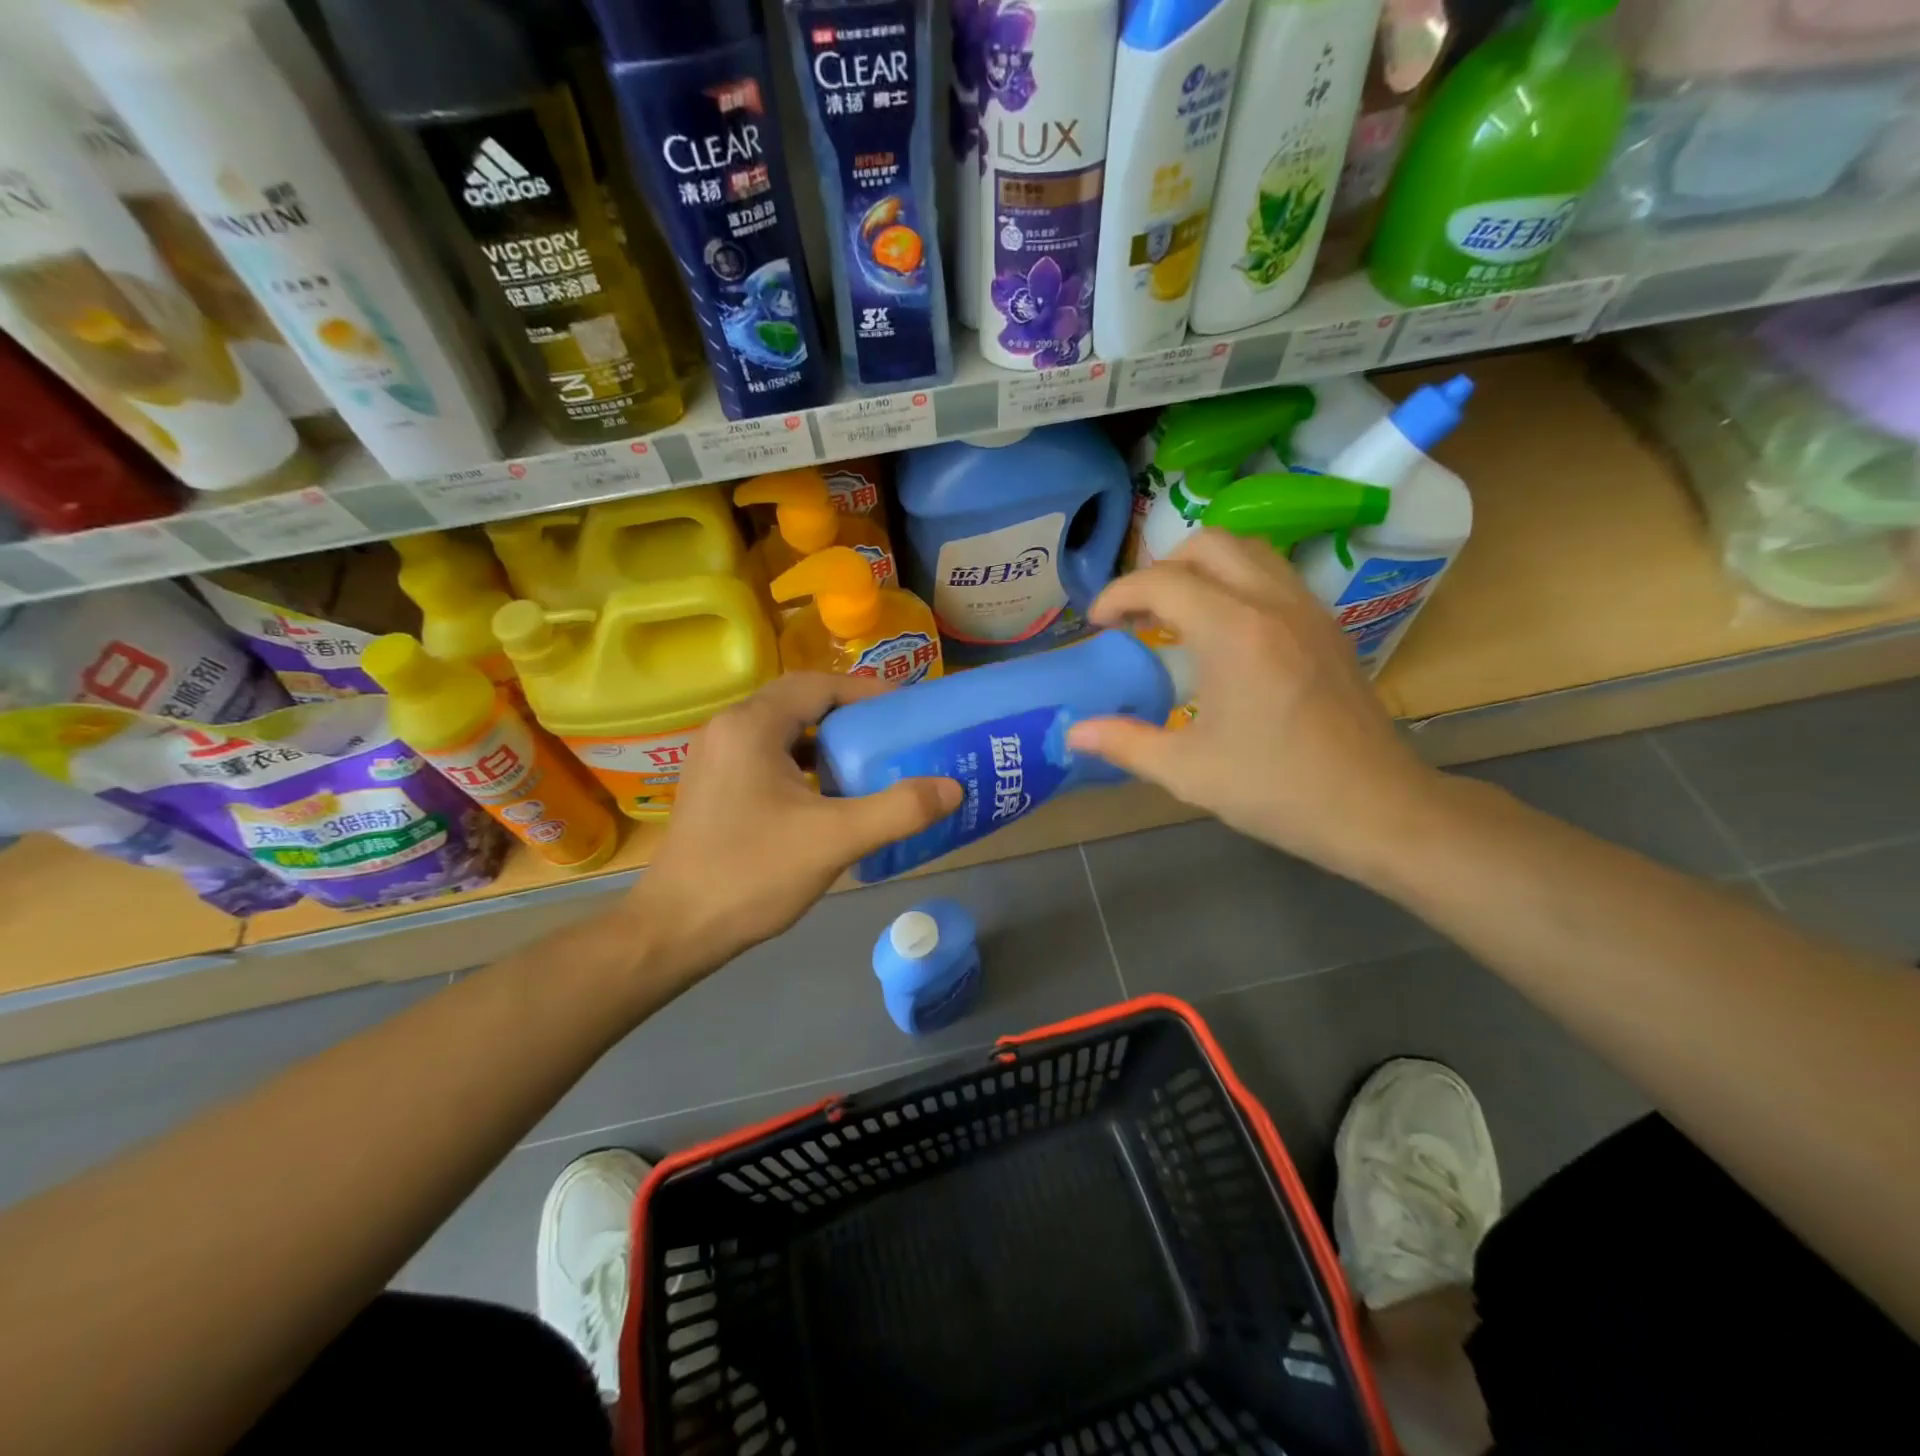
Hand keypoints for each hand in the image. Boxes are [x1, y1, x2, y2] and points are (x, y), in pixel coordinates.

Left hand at [619, 673, 961, 982]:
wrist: (675, 929)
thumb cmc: (752, 873)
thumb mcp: (835, 840)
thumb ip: (898, 810)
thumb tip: (952, 788)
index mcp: (751, 725)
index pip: (818, 685)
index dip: (866, 692)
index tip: (907, 709)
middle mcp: (728, 728)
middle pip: (799, 701)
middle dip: (849, 713)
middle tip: (893, 733)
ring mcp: (715, 757)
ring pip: (782, 729)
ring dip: (825, 738)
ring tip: (869, 759)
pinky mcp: (713, 785)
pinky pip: (767, 755)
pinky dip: (802, 762)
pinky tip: (828, 793)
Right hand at [1066, 530, 1442, 876]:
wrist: (1376, 808)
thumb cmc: (1276, 789)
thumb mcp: (1187, 771)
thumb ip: (1125, 742)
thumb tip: (1073, 733)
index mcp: (1233, 633)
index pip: (1162, 581)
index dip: (1118, 594)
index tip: (1097, 625)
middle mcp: (1272, 604)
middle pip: (1208, 544)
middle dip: (1161, 568)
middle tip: (1139, 614)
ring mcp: (1307, 609)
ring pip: (1248, 550)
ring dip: (1202, 568)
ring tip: (1177, 615)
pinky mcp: (1328, 625)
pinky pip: (1274, 575)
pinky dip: (1236, 582)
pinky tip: (1224, 633)